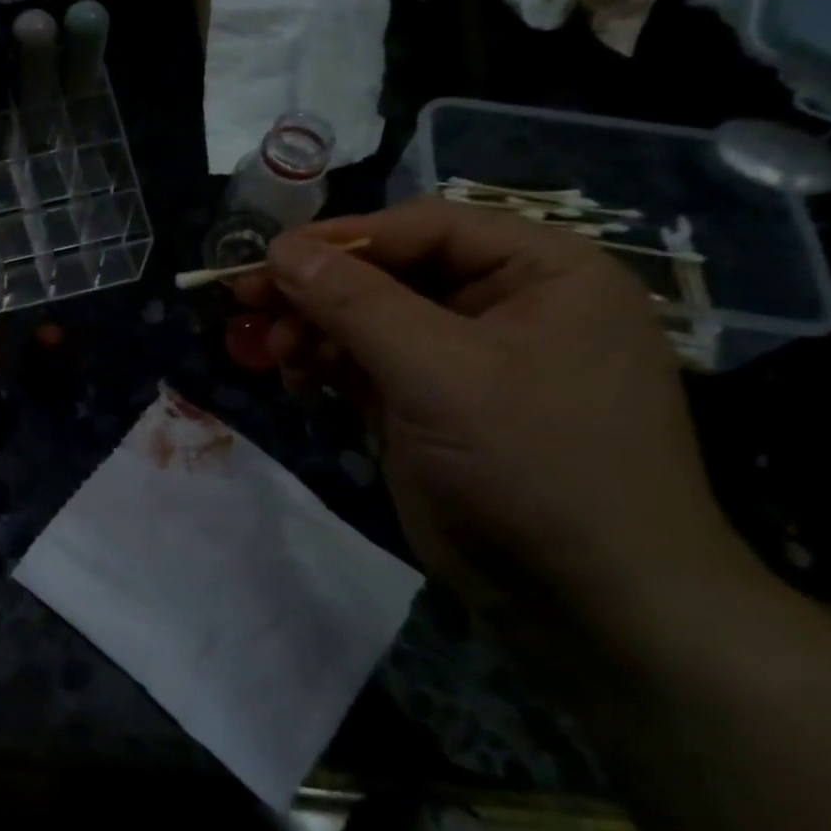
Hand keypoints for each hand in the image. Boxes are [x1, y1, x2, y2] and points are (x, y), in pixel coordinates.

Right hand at [234, 199, 731, 609]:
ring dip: (314, 331)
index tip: (267, 257)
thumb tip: (281, 249)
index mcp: (540, 272)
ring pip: (369, 322)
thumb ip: (355, 303)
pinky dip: (326, 368)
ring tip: (270, 351)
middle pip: (389, 274)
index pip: (424, 228)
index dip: (342, 238)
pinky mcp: (430, 407)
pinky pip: (367, 367)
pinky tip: (296, 380)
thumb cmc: (532, 463)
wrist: (584, 602)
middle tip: (246, 302)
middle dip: (318, 291)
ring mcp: (464, 360)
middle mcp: (504, 305)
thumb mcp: (439, 372)